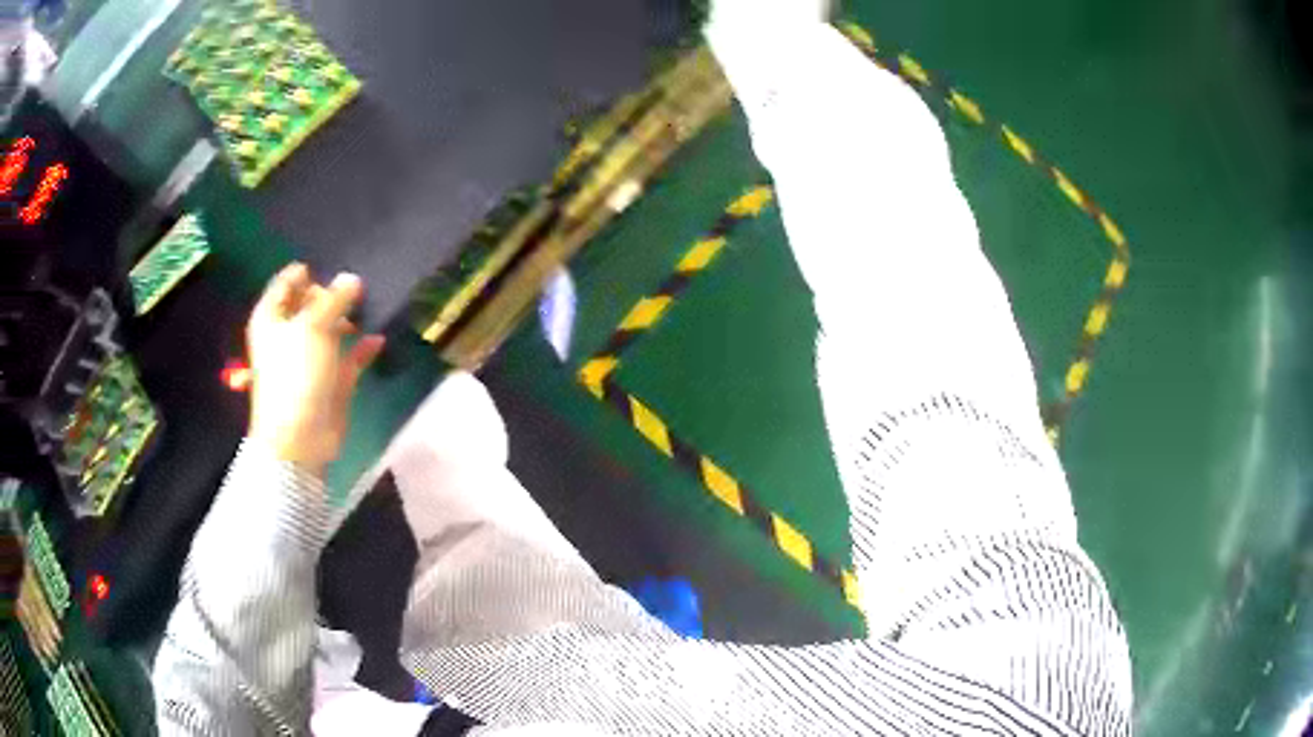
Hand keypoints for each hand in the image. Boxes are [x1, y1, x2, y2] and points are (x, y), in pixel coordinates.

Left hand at [246, 263, 384, 476]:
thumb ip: (335, 299)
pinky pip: (349, 357)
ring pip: (330, 329)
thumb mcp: (313, 326)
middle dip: (332, 295)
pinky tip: (377, 339)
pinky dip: (362, 348)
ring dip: (349, 319)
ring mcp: (310, 359)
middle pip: (310, 304)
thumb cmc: (296, 373)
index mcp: (272, 318)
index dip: (307, 273)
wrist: (300, 436)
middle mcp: (288, 335)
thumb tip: (352, 279)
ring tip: (370, 307)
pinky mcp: (330, 381)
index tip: (333, 266)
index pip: (287, 283)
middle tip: (356, 288)